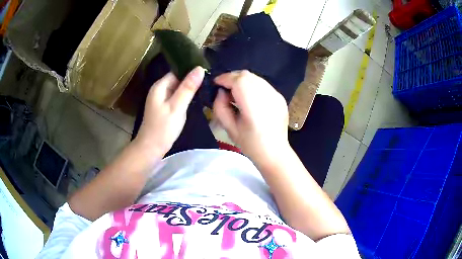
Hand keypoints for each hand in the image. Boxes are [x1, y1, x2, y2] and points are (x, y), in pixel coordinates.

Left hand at [134, 67, 204, 157]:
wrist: (151, 148)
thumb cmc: (163, 128)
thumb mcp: (177, 106)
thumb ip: (188, 88)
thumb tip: (199, 68)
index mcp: (160, 86)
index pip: (177, 71)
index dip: (191, 72)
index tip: (206, 74)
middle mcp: (159, 90)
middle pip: (178, 79)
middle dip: (191, 81)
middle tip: (208, 83)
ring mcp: (160, 99)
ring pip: (178, 89)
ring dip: (189, 90)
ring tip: (205, 90)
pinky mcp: (164, 108)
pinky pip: (176, 98)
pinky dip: (184, 98)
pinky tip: (194, 101)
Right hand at [213, 70, 289, 165]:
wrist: (275, 152)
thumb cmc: (250, 144)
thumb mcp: (229, 128)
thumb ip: (220, 107)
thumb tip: (221, 92)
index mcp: (254, 107)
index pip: (238, 81)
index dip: (225, 78)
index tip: (216, 83)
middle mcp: (267, 97)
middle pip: (247, 75)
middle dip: (232, 78)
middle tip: (225, 89)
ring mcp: (276, 96)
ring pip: (255, 78)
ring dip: (242, 81)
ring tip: (237, 94)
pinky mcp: (280, 97)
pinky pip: (263, 84)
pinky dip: (253, 86)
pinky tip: (250, 98)